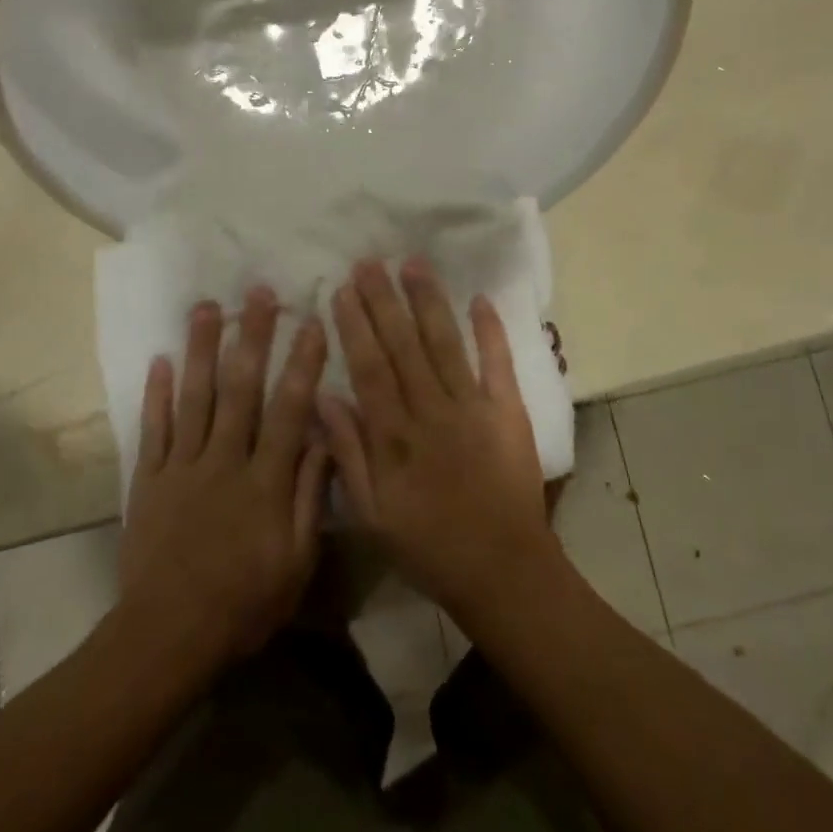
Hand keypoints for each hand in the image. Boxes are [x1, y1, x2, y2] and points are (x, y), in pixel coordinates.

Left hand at [120, 288, 330, 665]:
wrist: (165, 639)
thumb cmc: (243, 603)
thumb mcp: (296, 562)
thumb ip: (311, 496)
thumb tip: (324, 437)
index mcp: (265, 480)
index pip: (288, 410)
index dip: (302, 364)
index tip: (311, 322)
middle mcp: (224, 460)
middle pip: (240, 389)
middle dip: (252, 337)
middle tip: (258, 292)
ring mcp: (182, 466)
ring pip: (194, 397)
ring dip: (201, 349)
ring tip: (206, 307)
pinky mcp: (150, 480)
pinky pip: (154, 429)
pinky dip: (156, 394)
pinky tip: (160, 359)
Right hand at [319, 260, 563, 623]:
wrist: (504, 570)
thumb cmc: (429, 546)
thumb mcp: (373, 515)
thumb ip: (348, 454)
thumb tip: (324, 397)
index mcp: (396, 436)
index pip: (370, 368)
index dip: (355, 326)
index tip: (343, 289)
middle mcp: (432, 411)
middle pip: (403, 346)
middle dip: (384, 300)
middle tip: (370, 261)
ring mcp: (473, 407)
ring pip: (445, 343)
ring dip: (428, 301)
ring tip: (413, 263)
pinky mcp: (508, 410)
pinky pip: (498, 363)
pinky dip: (491, 330)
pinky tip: (480, 298)